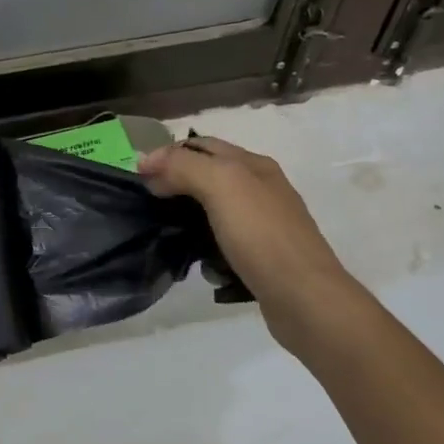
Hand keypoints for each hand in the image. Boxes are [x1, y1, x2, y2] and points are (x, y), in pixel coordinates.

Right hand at [139, 136, 366, 348]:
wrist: (305, 299)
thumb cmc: (261, 235)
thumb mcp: (221, 185)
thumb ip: (183, 166)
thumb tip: (149, 162)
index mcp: (253, 165)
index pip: (202, 144)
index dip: (168, 153)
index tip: (138, 175)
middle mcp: (262, 188)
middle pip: (208, 175)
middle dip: (176, 183)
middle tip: (148, 202)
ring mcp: (265, 224)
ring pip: (215, 210)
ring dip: (189, 217)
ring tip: (167, 231)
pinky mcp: (263, 257)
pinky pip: (225, 242)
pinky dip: (207, 248)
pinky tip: (200, 263)